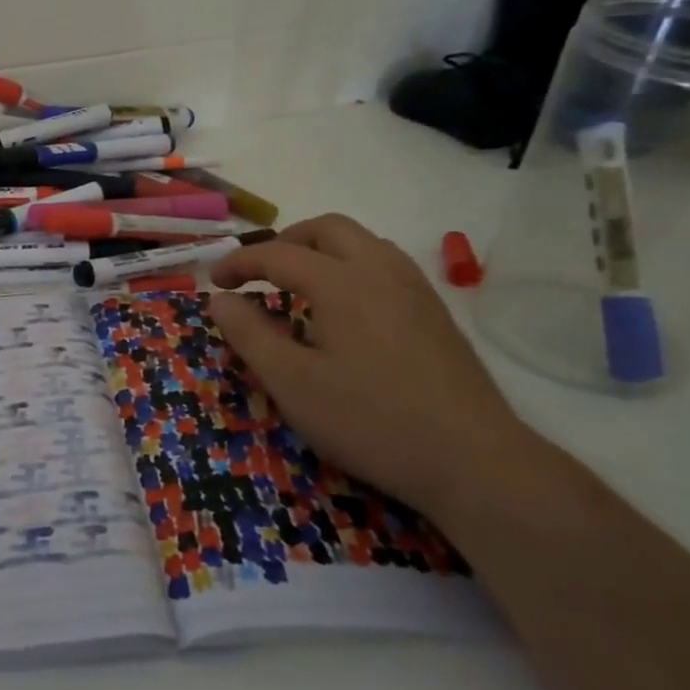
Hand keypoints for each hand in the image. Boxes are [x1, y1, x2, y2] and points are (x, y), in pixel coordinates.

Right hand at [209, 213, 526, 521]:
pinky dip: (350, 268)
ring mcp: (415, 289)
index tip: (215, 284)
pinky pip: (384, 266)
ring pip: (362, 243)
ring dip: (321, 251)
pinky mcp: (435, 313)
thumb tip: (220, 300)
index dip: (239, 263)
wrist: (475, 461)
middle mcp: (380, 270)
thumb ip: (249, 334)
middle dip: (285, 242)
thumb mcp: (291, 383)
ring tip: (298, 286)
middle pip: (327, 229)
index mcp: (341, 282)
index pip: (278, 254)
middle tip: (259, 273)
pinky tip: (344, 311)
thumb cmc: (370, 420)